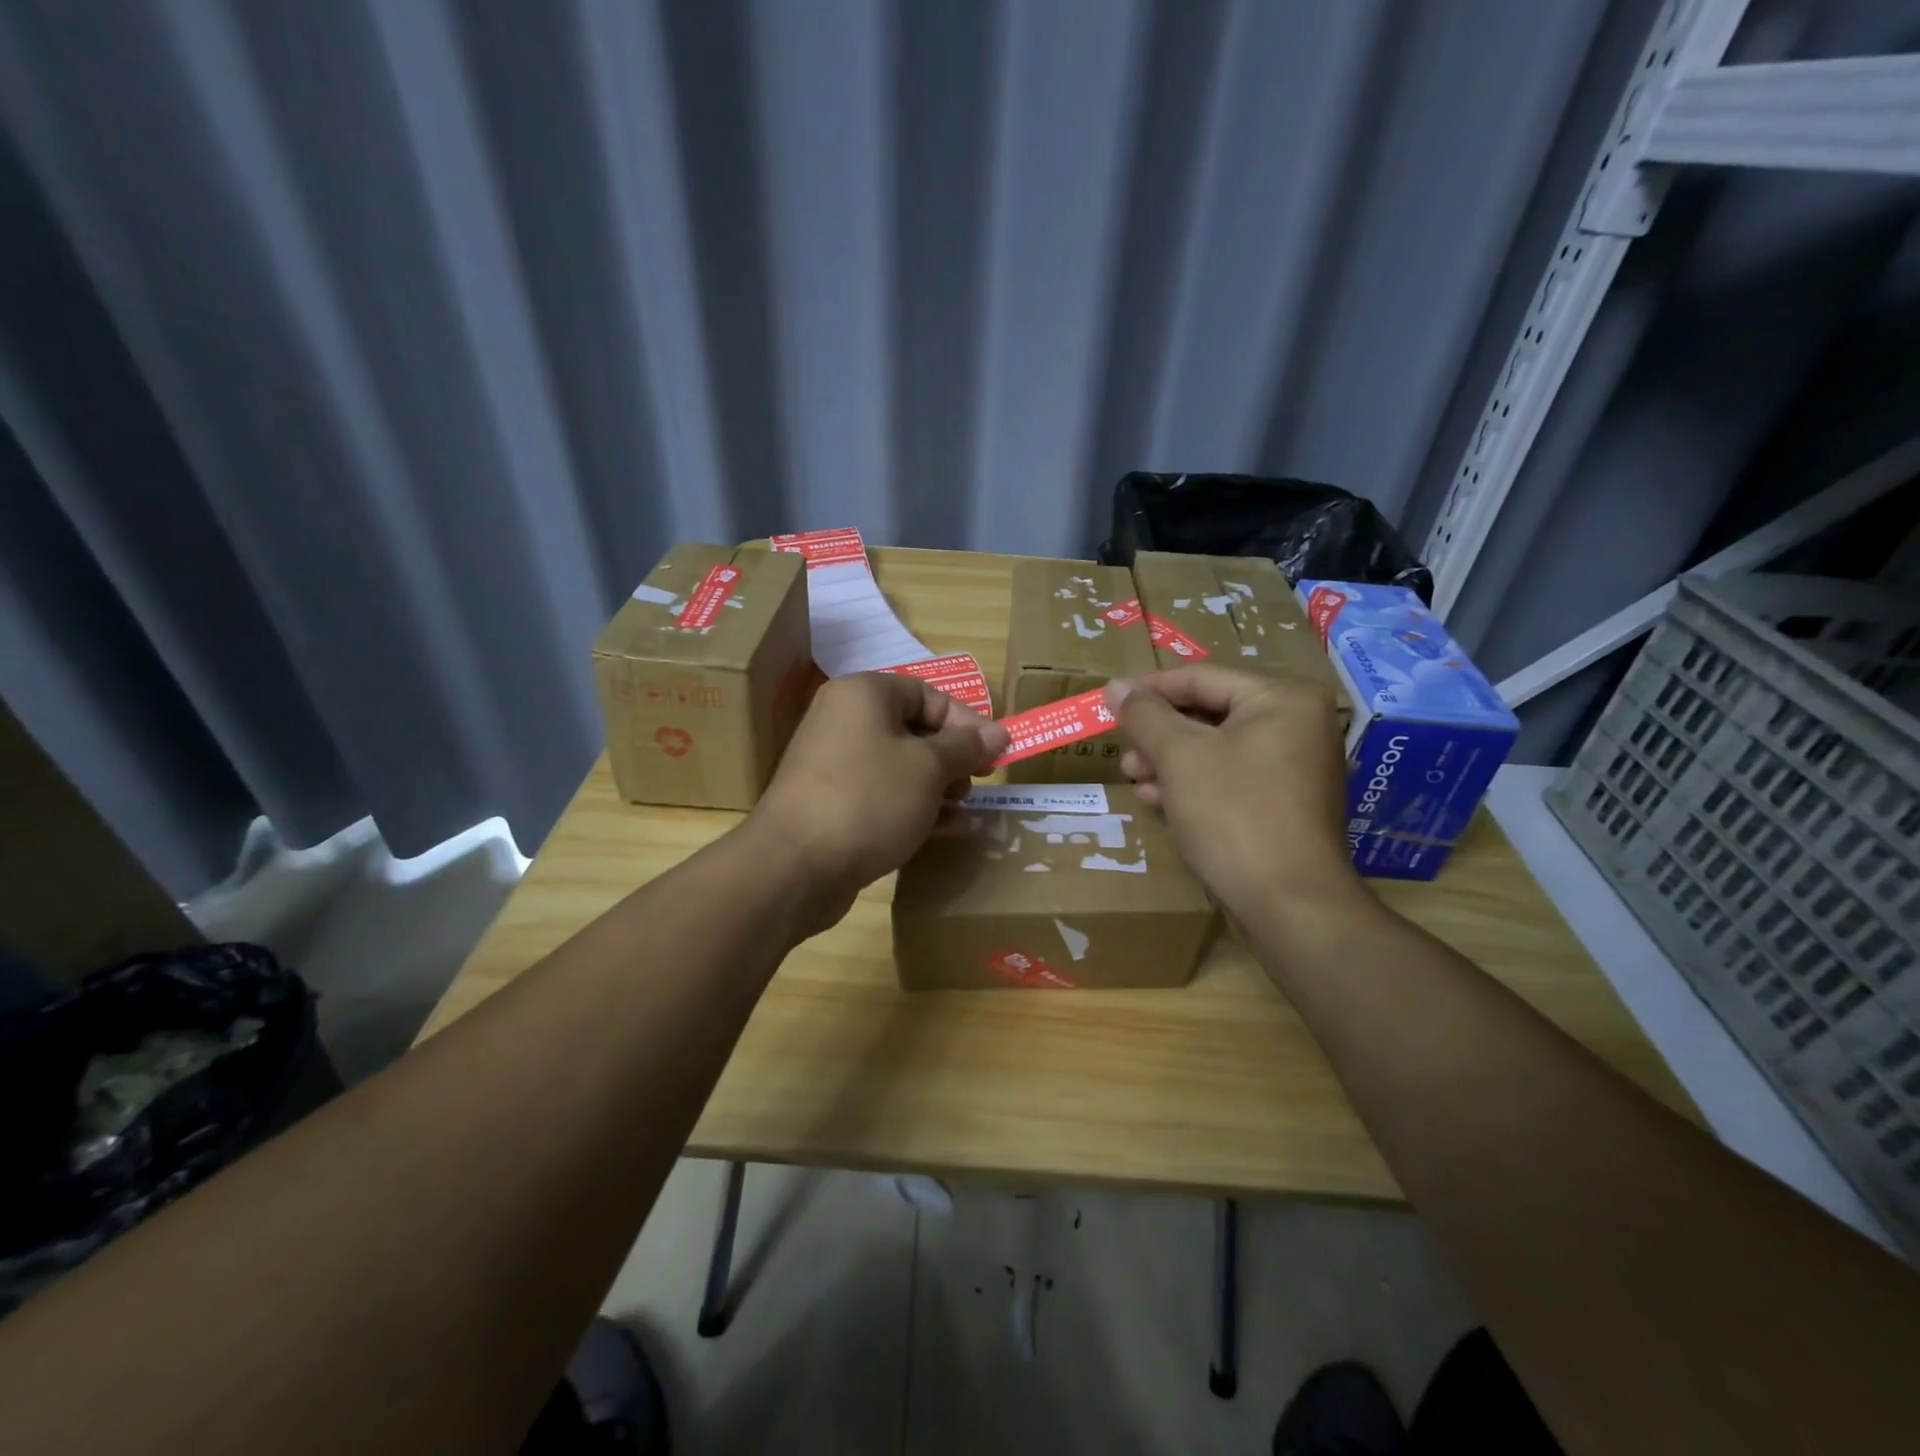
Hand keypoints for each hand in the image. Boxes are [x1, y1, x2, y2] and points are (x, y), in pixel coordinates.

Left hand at [747, 673, 1007, 931]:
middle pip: (914, 730)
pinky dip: (916, 808)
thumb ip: (966, 747)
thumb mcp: (928, 768)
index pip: (927, 693)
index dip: (966, 721)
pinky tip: (948, 831)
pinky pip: (884, 795)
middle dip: (953, 758)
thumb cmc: (869, 798)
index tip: (995, 753)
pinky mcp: (833, 804)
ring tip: (965, 811)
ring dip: (939, 787)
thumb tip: (1000, 731)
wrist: (794, 866)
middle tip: (977, 784)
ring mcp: (835, 765)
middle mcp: (845, 721)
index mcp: (864, 695)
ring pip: (901, 766)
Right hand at [1106, 666, 1360, 917]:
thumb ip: (1145, 715)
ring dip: (1170, 760)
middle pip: (1210, 712)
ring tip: (1135, 778)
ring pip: (1218, 747)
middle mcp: (1298, 724)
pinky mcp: (1288, 803)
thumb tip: (1115, 686)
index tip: (1108, 701)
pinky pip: (1232, 776)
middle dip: (1159, 732)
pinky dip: (1194, 783)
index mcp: (1282, 699)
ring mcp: (1297, 766)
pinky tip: (1160, 800)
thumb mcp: (1179, 757)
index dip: (1149, 689)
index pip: (1201, 677)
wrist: (1290, 905)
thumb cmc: (1233, 815)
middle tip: (1123, 750)